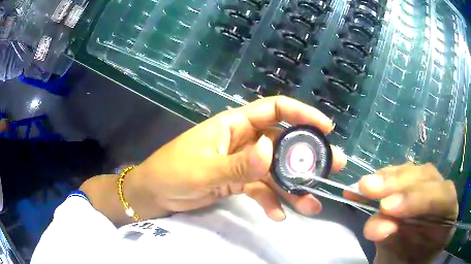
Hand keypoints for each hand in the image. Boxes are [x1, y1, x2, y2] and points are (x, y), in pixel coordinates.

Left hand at [127, 96, 346, 221]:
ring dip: (294, 187)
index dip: (302, 114)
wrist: (154, 194)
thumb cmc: (172, 173)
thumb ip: (239, 163)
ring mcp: (242, 163)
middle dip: (307, 156)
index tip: (326, 127)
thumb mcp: (204, 169)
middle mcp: (243, 141)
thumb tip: (272, 150)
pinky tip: (279, 216)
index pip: (274, 109)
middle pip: (282, 143)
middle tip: (332, 167)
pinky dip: (271, 201)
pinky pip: (261, 190)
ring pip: (275, 171)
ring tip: (312, 203)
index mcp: (234, 125)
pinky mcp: (237, 182)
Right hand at [345, 163, 457, 263]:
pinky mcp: (413, 186)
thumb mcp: (401, 260)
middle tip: (368, 189)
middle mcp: (442, 196)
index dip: (418, 199)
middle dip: (398, 184)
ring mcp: (428, 188)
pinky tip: (367, 184)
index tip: (386, 209)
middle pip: (427, 177)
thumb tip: (379, 225)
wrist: (403, 263)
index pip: (443, 197)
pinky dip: (384, 178)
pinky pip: (401, 175)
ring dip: (388, 178)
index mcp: (448, 216)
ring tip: (363, 187)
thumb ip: (395, 243)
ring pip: (414, 172)